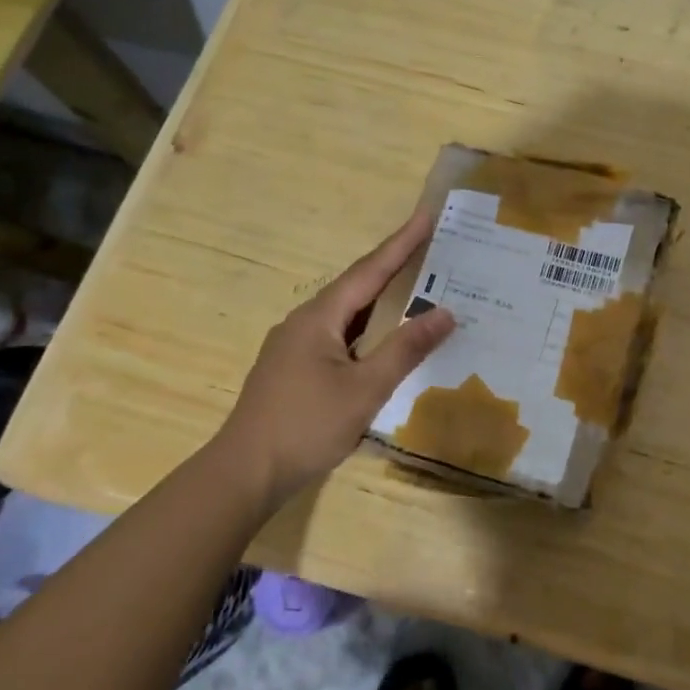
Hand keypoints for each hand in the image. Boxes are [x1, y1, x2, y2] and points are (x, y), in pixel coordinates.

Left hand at [204, 210, 455, 508]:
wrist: (244, 474)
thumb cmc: (306, 426)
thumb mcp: (364, 389)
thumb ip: (405, 349)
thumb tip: (446, 313)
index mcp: (319, 317)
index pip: (369, 270)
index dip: (401, 243)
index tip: (426, 215)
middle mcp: (304, 322)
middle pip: (356, 287)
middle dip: (394, 267)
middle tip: (430, 250)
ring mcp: (295, 346)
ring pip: (347, 314)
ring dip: (381, 301)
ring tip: (417, 289)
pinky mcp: (293, 369)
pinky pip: (339, 336)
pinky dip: (367, 329)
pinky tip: (382, 341)